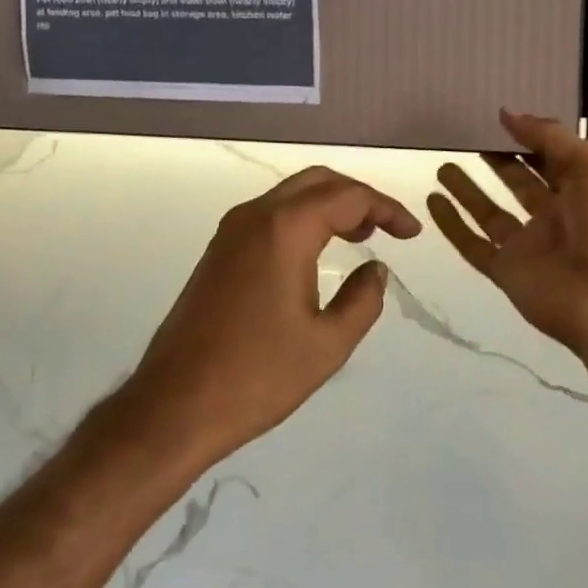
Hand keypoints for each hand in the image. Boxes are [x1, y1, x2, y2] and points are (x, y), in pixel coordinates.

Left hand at [125, 166, 420, 467]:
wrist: (175, 405)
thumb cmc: (258, 376)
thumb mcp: (328, 344)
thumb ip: (363, 299)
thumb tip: (376, 270)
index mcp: (285, 229)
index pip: (348, 196)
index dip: (387, 208)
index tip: (412, 233)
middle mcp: (255, 216)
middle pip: (317, 182)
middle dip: (358, 197)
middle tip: (387, 227)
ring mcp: (231, 231)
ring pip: (290, 195)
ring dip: (329, 205)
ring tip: (361, 235)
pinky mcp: (218, 251)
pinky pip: (270, 215)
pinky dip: (302, 219)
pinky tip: (317, 250)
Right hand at [428, 110, 587, 359]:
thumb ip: (550, 137)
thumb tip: (507, 113)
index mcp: (582, 192)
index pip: (550, 159)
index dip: (528, 139)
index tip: (498, 120)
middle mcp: (554, 217)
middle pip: (519, 184)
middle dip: (498, 163)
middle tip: (467, 139)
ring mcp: (528, 247)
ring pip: (491, 214)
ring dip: (468, 192)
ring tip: (443, 166)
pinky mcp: (506, 272)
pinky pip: (473, 245)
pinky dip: (452, 225)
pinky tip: (433, 202)